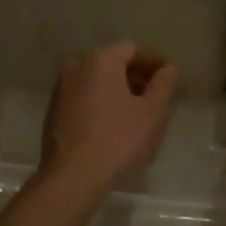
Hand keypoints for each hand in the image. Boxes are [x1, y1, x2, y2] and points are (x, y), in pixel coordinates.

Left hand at [40, 41, 178, 197]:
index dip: (155, 60)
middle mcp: (76, 66)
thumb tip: (168, 69)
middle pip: (113, 62)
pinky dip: (102, 100)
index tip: (171, 77)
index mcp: (100, 60)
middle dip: (137, 75)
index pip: (133, 48)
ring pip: (97, 79)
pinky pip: (85, 95)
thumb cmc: (117, 140)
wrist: (72, 176)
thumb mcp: (152, 112)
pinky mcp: (54, 109)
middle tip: (157, 95)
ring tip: (138, 111)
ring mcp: (61, 88)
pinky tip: (114, 123)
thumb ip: (164, 84)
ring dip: (119, 88)